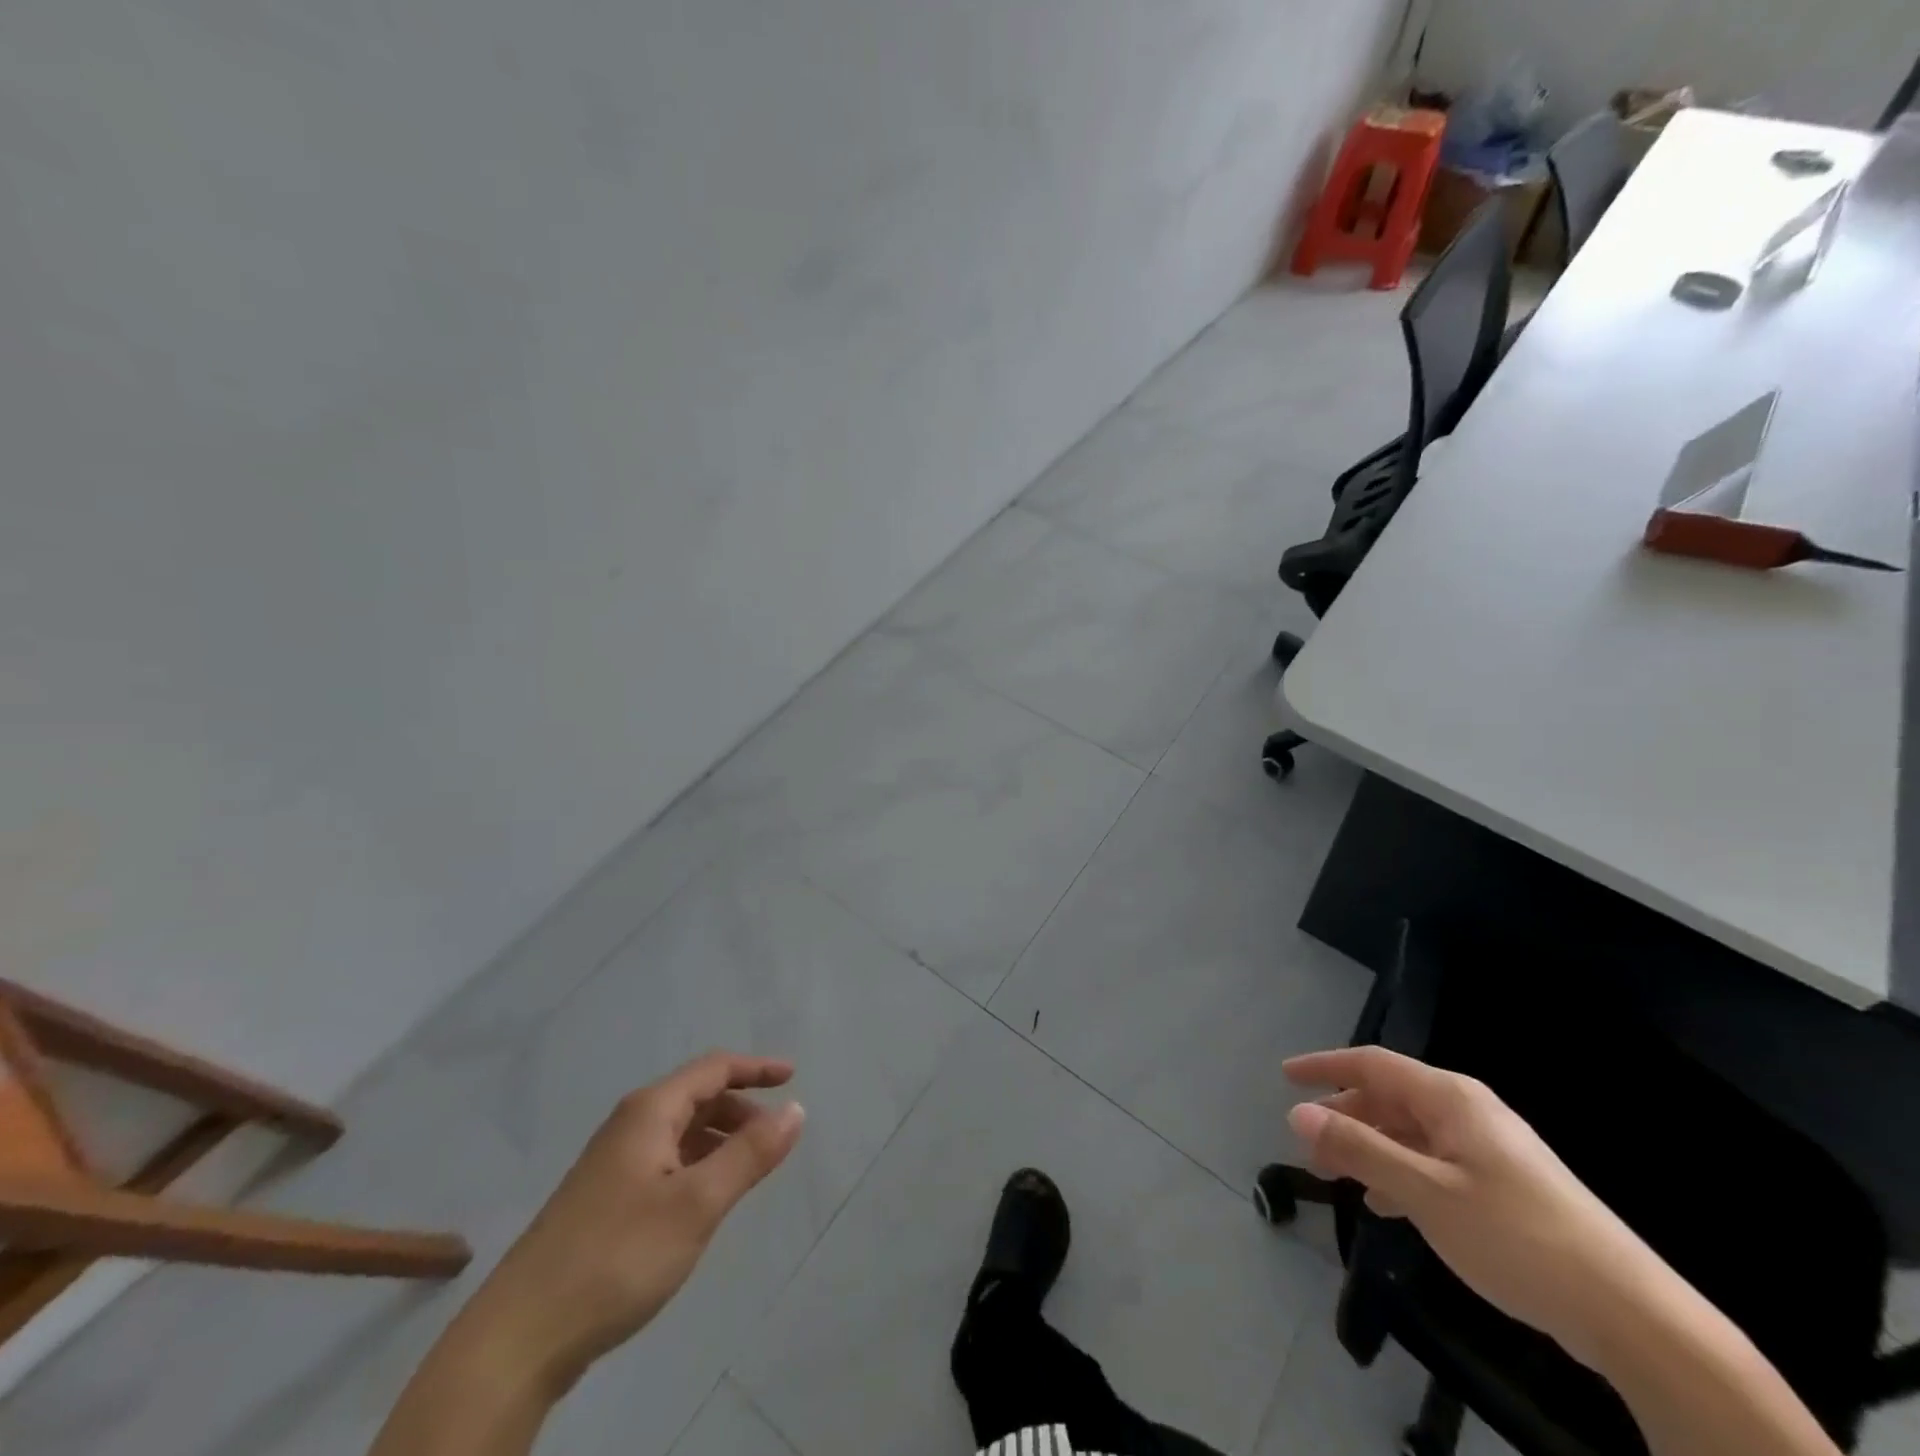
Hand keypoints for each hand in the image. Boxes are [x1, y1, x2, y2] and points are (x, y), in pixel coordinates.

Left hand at [463, 1051, 804, 1394]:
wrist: (519, 1339)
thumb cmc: (617, 1257)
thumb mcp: (697, 1204)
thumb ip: (750, 1154)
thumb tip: (795, 1109)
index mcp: (650, 1112)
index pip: (714, 1068)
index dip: (755, 1068)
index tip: (792, 1076)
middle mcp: (629, 1126)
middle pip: (696, 1097)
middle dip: (740, 1108)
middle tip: (774, 1137)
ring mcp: (611, 1164)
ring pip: (679, 1132)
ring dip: (719, 1139)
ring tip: (747, 1171)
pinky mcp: (602, 1200)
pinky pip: (664, 1161)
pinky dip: (696, 1165)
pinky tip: (702, 1202)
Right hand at [1284, 1046, 1660, 1367]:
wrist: (1632, 1313)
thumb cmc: (1516, 1237)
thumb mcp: (1425, 1193)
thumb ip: (1359, 1149)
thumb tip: (1298, 1114)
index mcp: (1450, 1098)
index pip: (1372, 1063)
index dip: (1325, 1066)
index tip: (1285, 1076)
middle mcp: (1469, 1111)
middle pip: (1391, 1097)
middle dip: (1345, 1115)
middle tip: (1308, 1143)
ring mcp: (1491, 1148)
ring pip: (1412, 1133)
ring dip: (1371, 1148)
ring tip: (1338, 1177)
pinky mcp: (1507, 1185)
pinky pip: (1436, 1162)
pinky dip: (1402, 1173)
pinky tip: (1388, 1205)